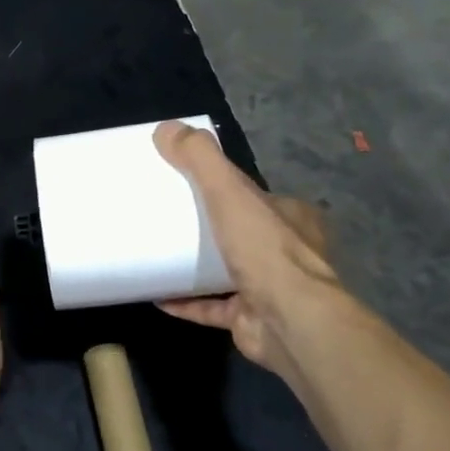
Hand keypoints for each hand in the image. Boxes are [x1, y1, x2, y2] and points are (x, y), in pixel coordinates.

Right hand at [152, 120, 348, 374]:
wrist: (290, 323)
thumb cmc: (265, 251)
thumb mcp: (229, 192)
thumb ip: (200, 159)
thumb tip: (165, 128)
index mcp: (291, 217)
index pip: (255, 196)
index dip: (225, 188)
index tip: (189, 184)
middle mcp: (287, 253)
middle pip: (242, 233)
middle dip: (211, 228)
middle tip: (170, 221)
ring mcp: (271, 290)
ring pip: (229, 272)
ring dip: (197, 267)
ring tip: (159, 255)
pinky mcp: (251, 320)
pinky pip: (213, 307)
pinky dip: (187, 302)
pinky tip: (158, 295)